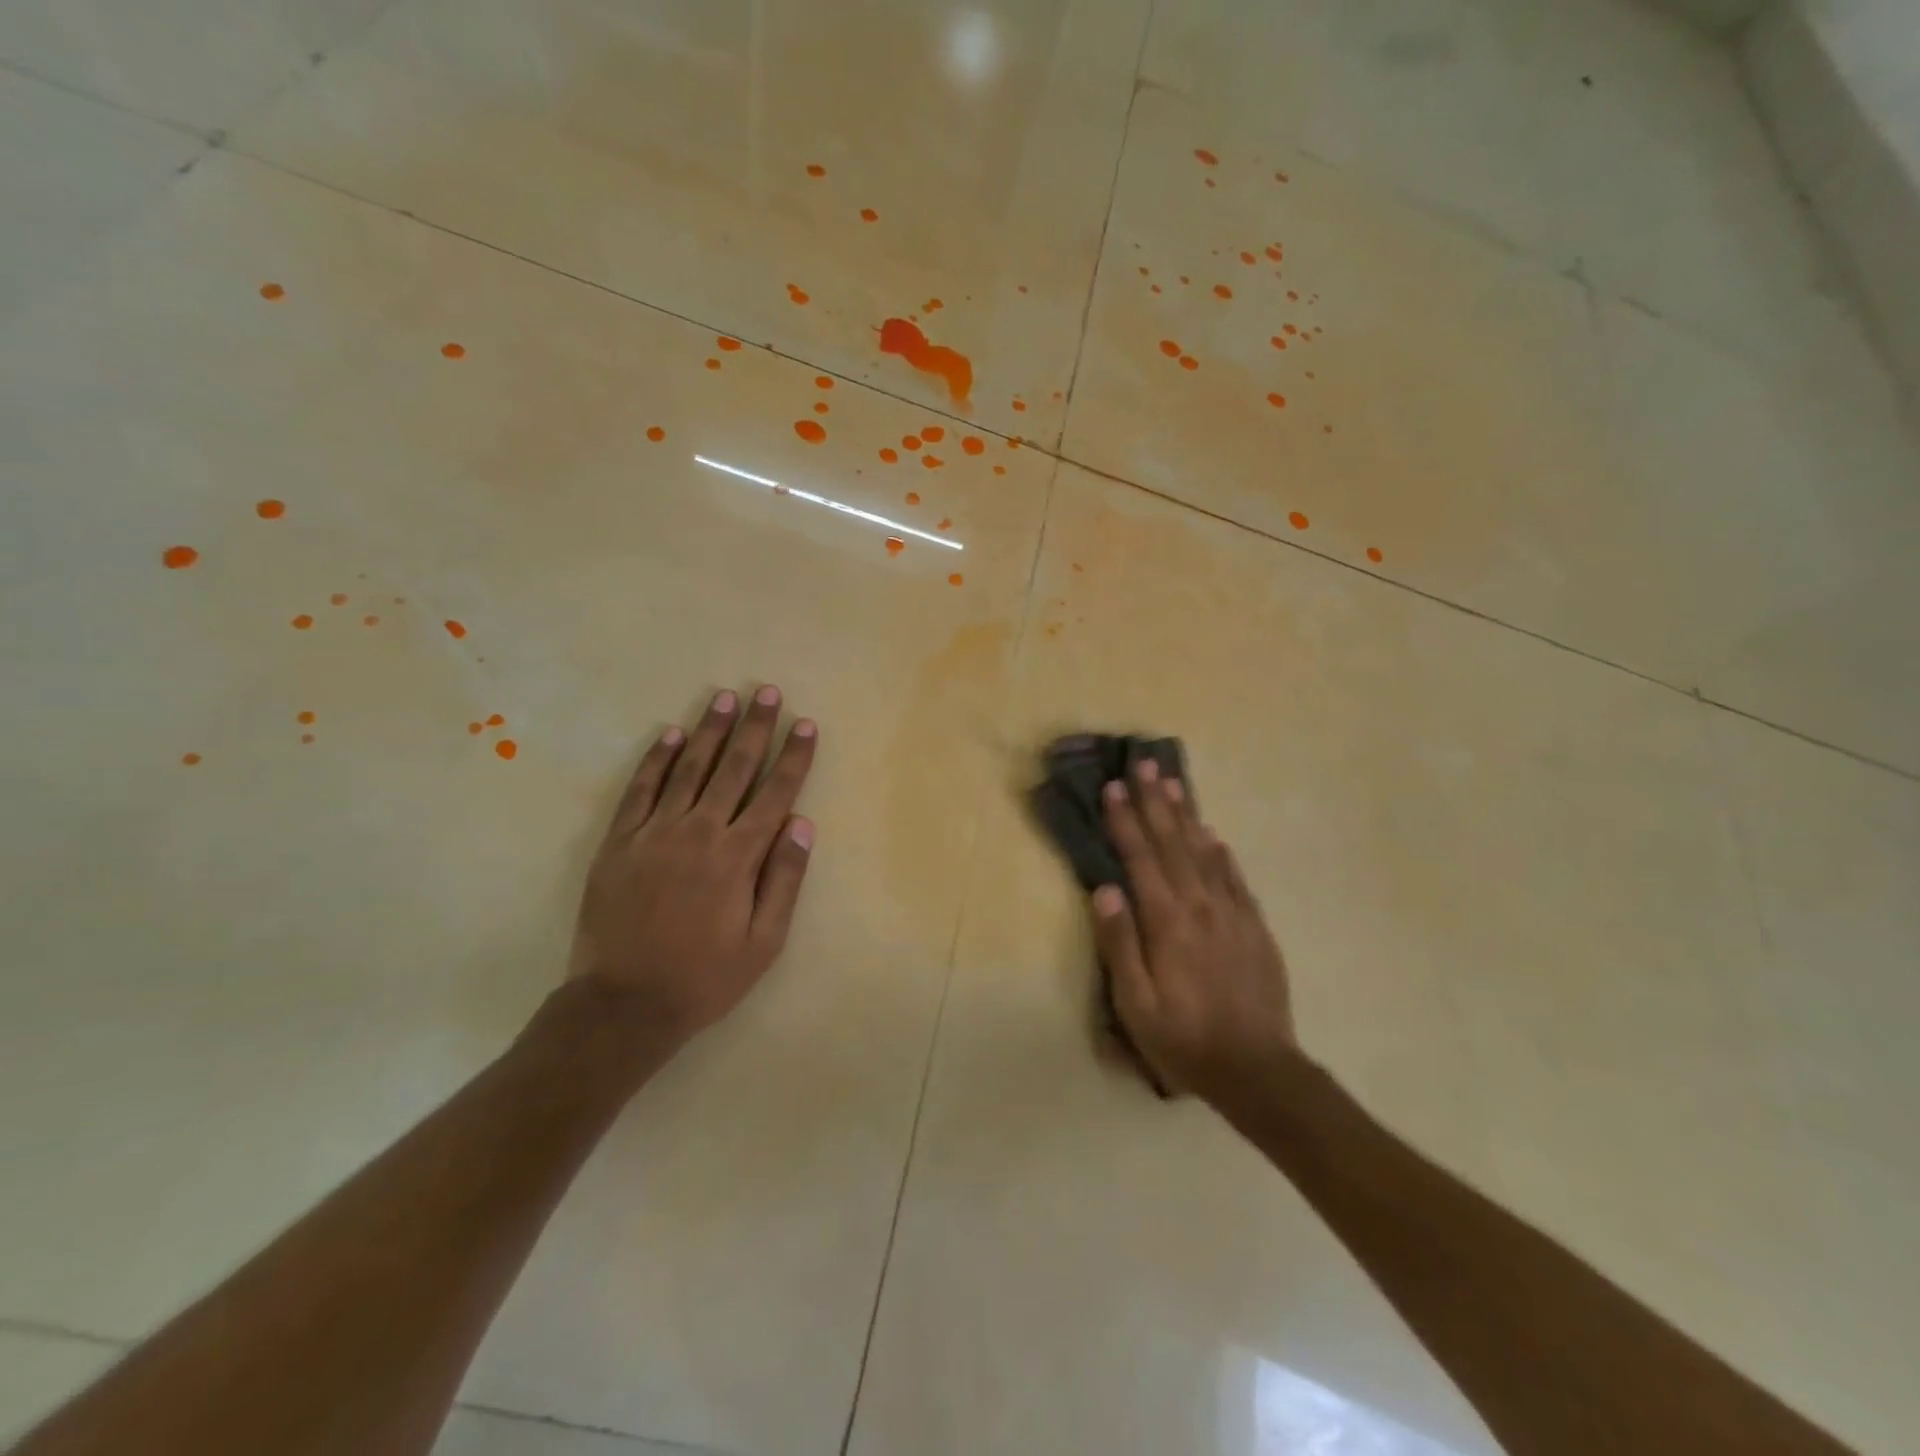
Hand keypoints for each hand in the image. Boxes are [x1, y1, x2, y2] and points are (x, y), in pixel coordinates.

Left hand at [571, 685, 816, 1052]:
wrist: (624, 1005)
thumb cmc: (705, 977)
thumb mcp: (764, 943)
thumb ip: (784, 880)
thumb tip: (803, 824)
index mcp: (738, 857)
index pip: (775, 793)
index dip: (794, 757)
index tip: (805, 725)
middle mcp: (699, 833)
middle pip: (733, 769)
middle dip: (754, 728)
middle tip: (766, 692)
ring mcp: (654, 833)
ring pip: (688, 770)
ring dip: (708, 731)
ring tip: (723, 699)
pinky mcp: (619, 843)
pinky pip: (640, 791)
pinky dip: (656, 761)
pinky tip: (669, 735)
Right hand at [1090, 760, 1298, 1106]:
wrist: (1258, 1069)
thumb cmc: (1184, 1039)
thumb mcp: (1136, 1003)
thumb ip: (1120, 943)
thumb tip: (1105, 889)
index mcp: (1168, 922)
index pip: (1141, 858)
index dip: (1125, 821)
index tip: (1112, 788)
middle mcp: (1201, 906)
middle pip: (1173, 843)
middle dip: (1155, 802)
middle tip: (1143, 765)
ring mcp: (1233, 913)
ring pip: (1205, 852)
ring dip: (1186, 815)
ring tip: (1173, 784)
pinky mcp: (1255, 926)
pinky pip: (1235, 877)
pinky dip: (1220, 851)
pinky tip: (1213, 835)